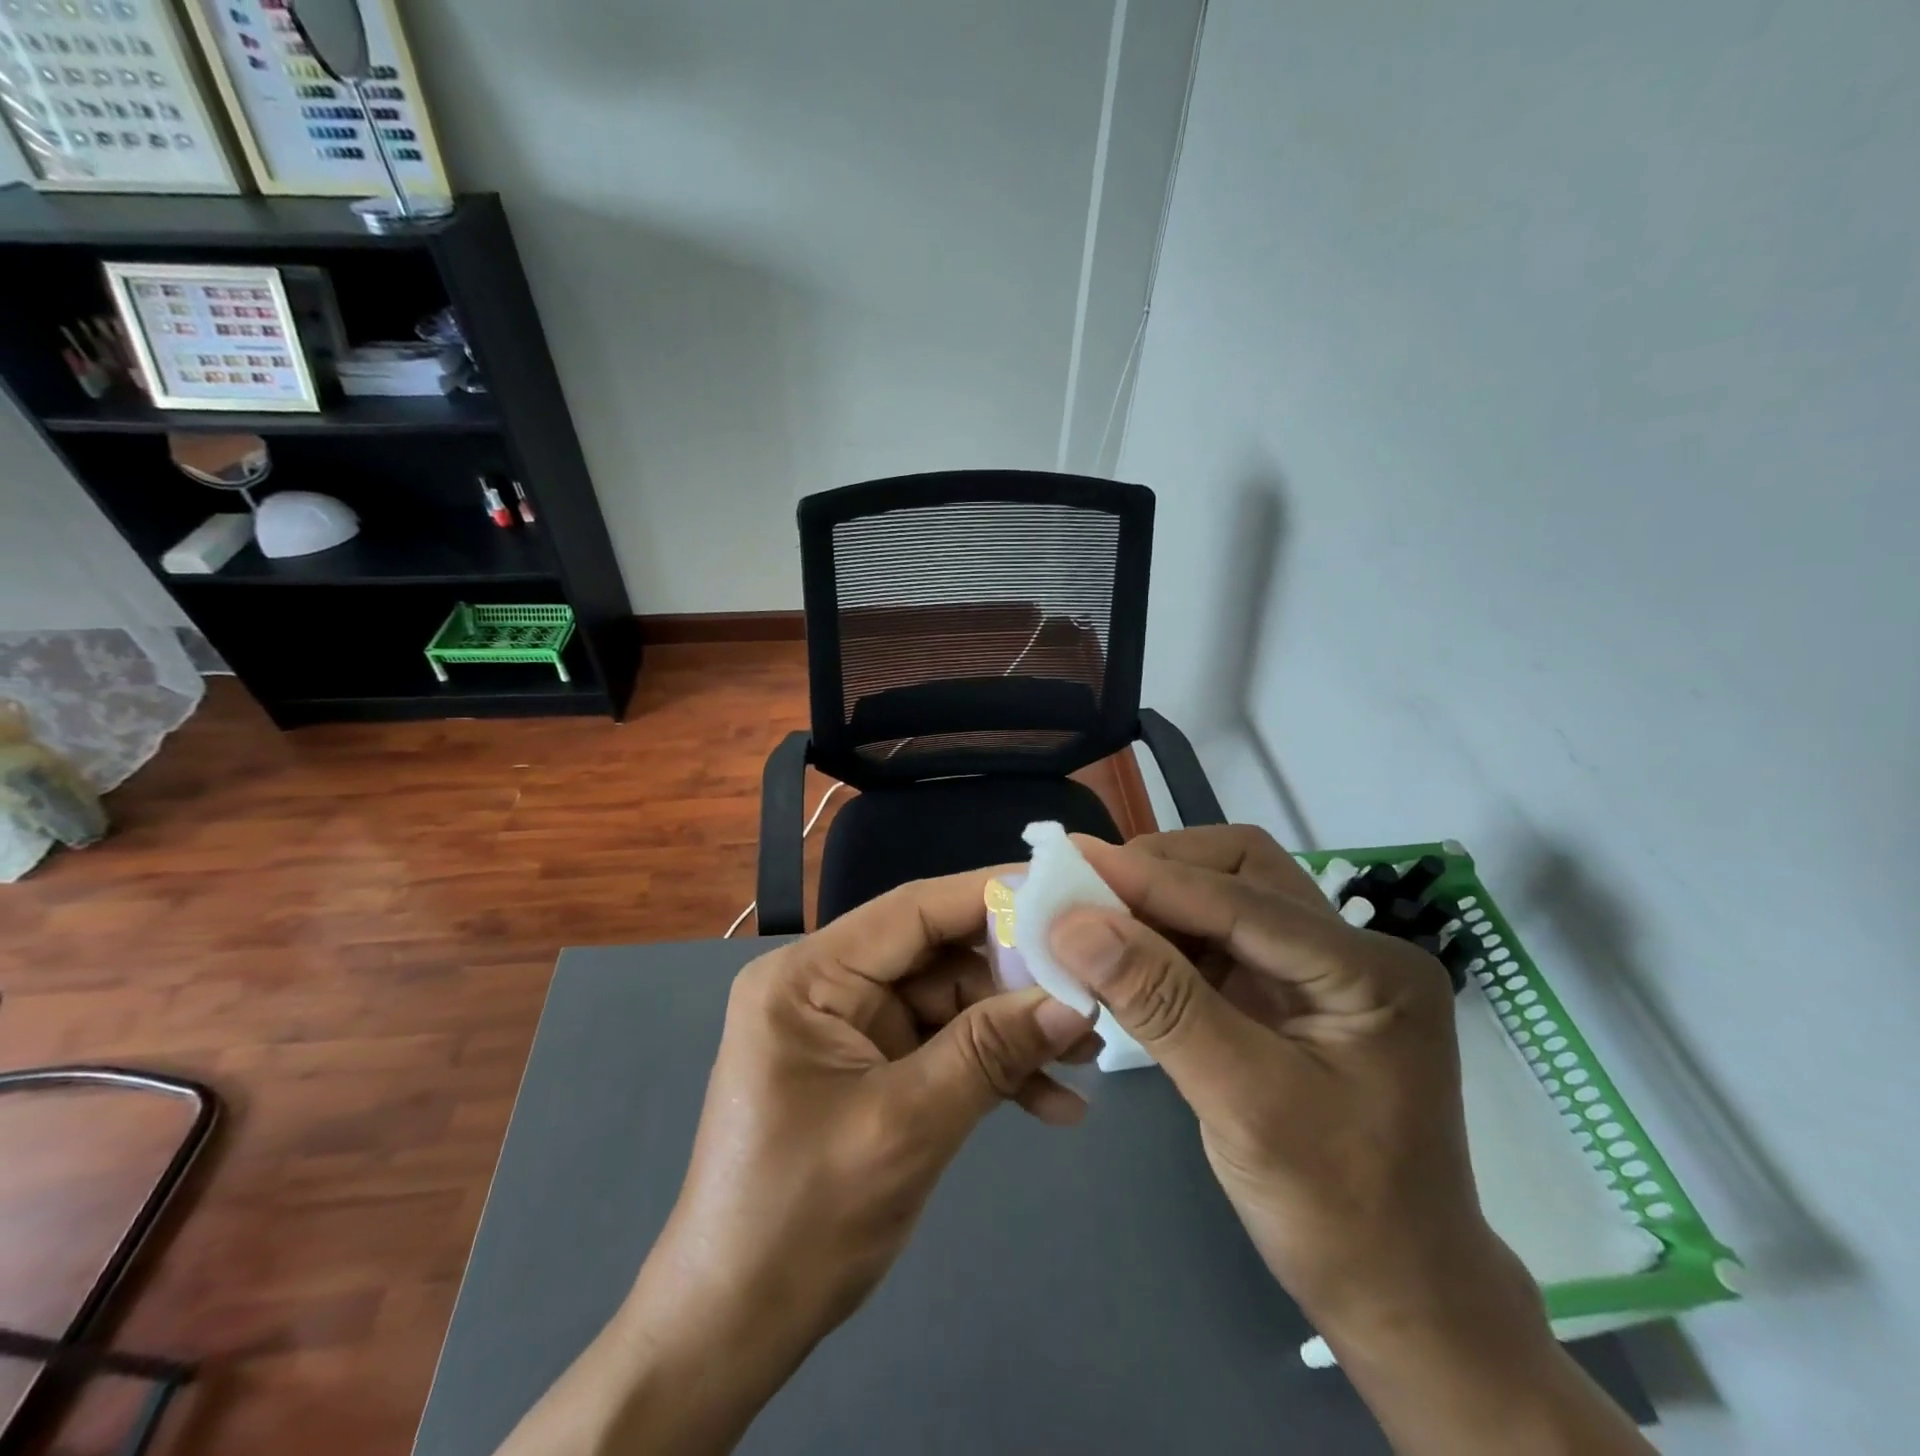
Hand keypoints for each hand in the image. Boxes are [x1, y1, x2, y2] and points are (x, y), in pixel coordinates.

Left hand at [652, 866, 1098, 1339]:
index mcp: (809, 977)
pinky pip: (941, 1049)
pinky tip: (1051, 1104)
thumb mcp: (906, 1126)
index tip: (1063, 893)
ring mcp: (850, 1030)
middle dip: (1014, 980)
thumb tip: (1074, 1002)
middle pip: (937, 957)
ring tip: (1086, 1056)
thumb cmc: (800, 1221)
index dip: (990, 896)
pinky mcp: (870, 1070)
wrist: (734, 1331)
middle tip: (1090, 990)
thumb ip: (990, 1053)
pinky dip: (990, 1071)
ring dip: (1012, 1032)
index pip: (912, 912)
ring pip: (949, 1005)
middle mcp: (827, 987)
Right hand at [1050, 826, 1498, 1329]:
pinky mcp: (1285, 994)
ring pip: (1224, 897)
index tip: (1072, 864)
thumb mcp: (1244, 1105)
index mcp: (1369, 969)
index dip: (1151, 878)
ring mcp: (1318, 970)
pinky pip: (1215, 941)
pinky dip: (1163, 939)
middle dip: (1161, 871)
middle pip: (1243, 871)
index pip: (1244, 899)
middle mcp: (1350, 950)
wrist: (1400, 1298)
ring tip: (1092, 915)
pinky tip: (1122, 955)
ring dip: (1156, 901)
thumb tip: (1074, 925)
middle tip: (1086, 889)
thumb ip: (1160, 1004)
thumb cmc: (1338, 1214)